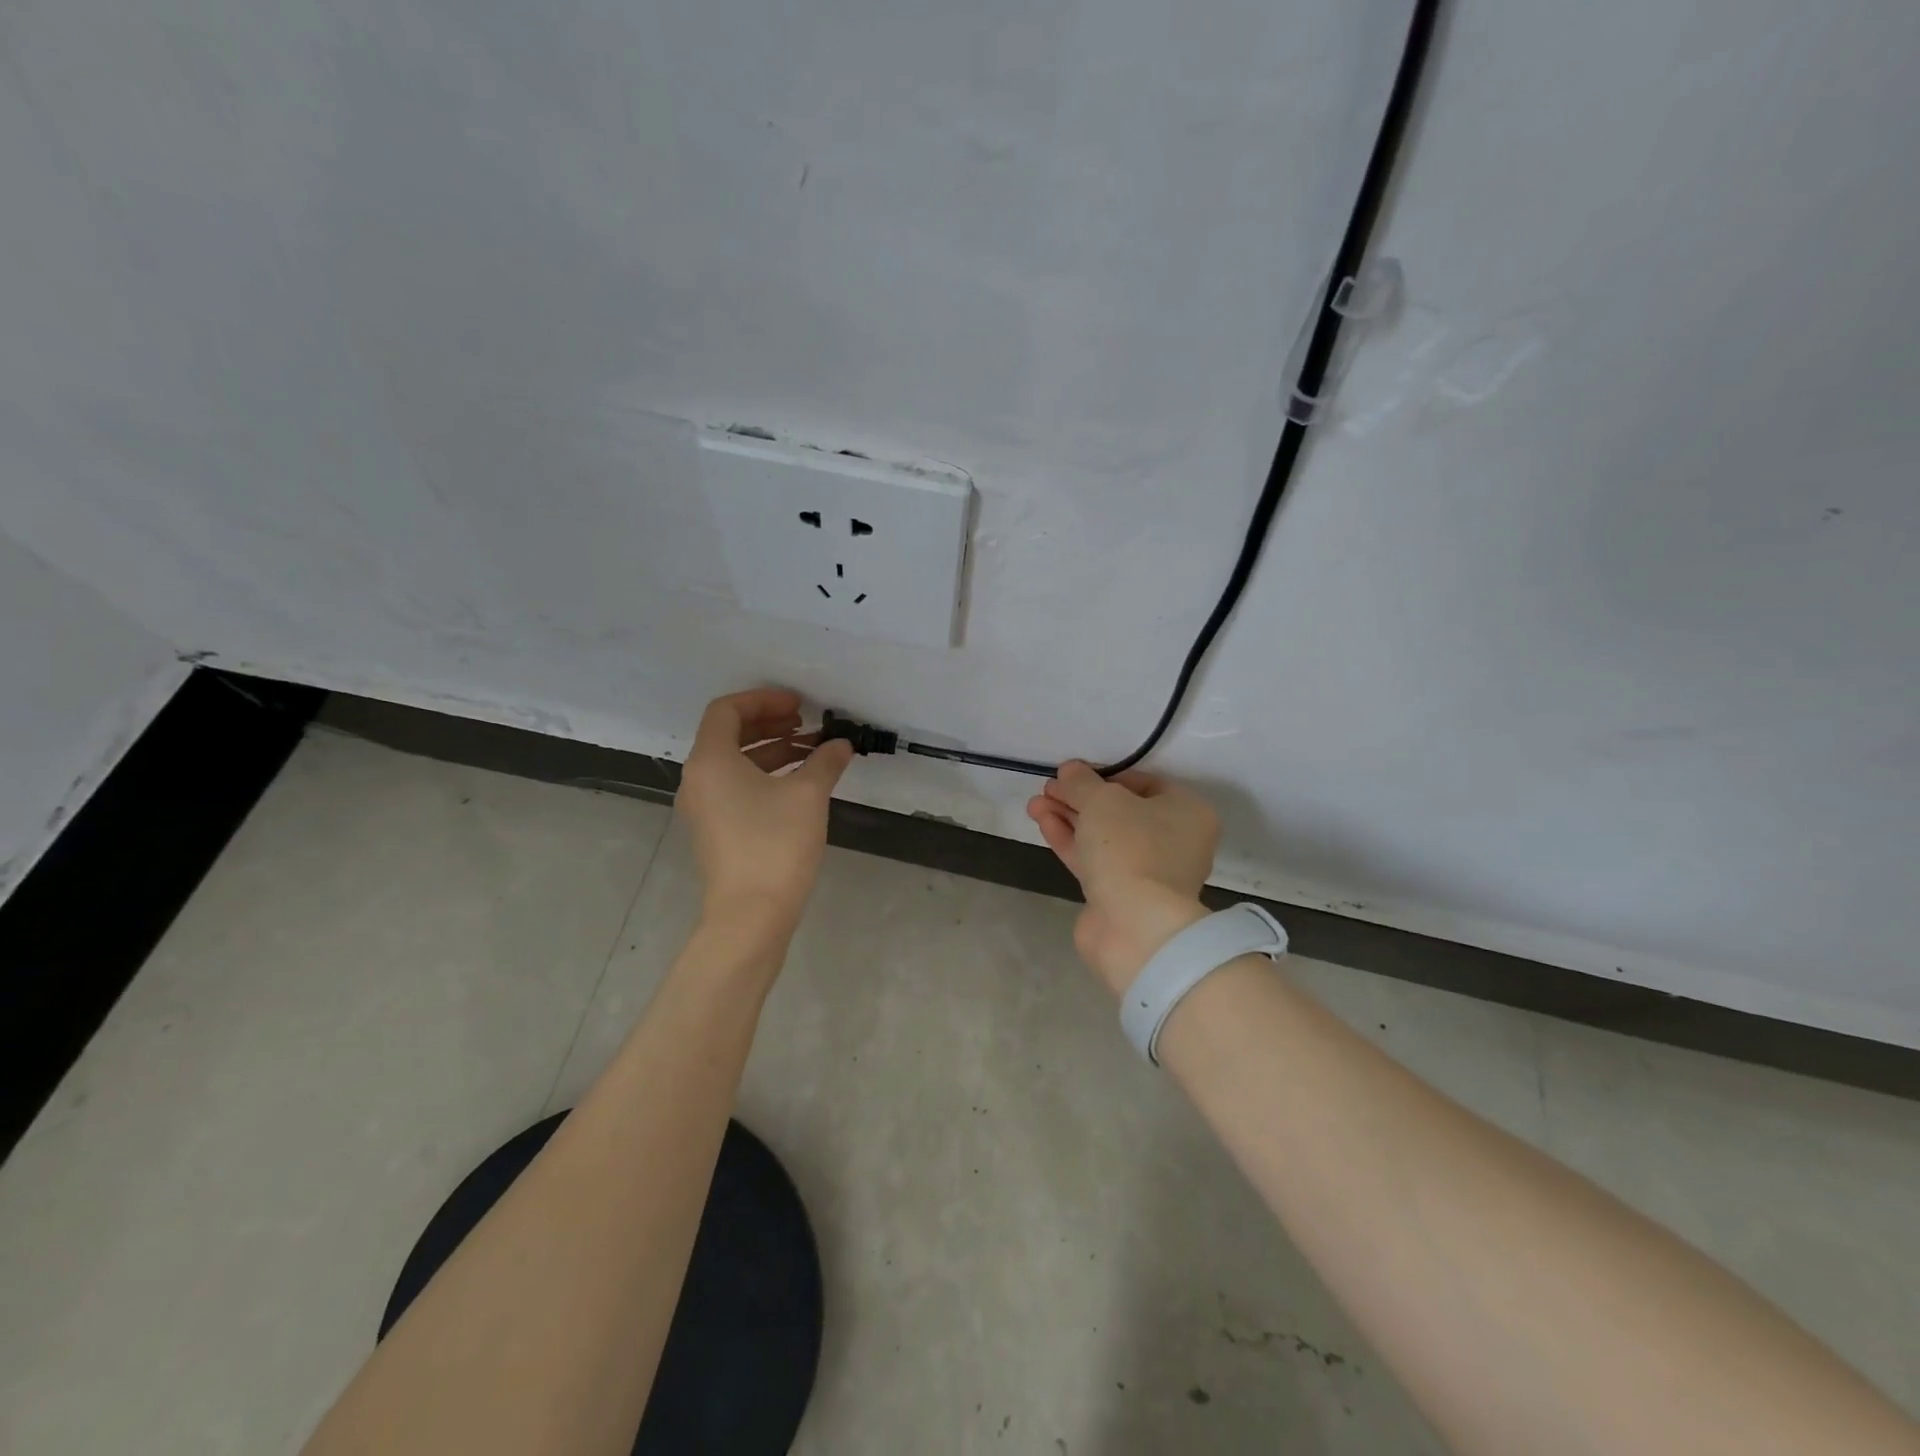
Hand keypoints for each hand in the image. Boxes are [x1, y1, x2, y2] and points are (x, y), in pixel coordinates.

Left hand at [677, 689, 853, 942]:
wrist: (751, 914)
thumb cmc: (775, 844)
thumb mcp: (807, 795)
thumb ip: (825, 761)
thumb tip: (841, 744)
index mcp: (711, 760)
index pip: (727, 710)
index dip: (764, 699)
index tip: (799, 704)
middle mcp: (699, 779)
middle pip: (729, 734)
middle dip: (770, 722)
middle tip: (806, 722)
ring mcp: (704, 807)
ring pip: (734, 762)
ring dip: (772, 749)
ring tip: (812, 750)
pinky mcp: (715, 830)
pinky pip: (736, 786)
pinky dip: (765, 774)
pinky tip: (799, 782)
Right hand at [1027, 762, 1219, 995]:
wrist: (1134, 926)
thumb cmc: (1131, 848)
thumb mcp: (1103, 801)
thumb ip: (1082, 782)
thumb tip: (1069, 770)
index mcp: (1187, 812)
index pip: (1144, 782)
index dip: (1104, 775)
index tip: (1072, 774)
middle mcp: (1174, 841)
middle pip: (1120, 810)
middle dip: (1080, 798)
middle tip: (1048, 788)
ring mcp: (1147, 872)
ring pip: (1103, 836)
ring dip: (1069, 817)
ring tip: (1034, 804)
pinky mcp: (1121, 895)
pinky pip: (1094, 859)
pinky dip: (1070, 840)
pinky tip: (1043, 822)